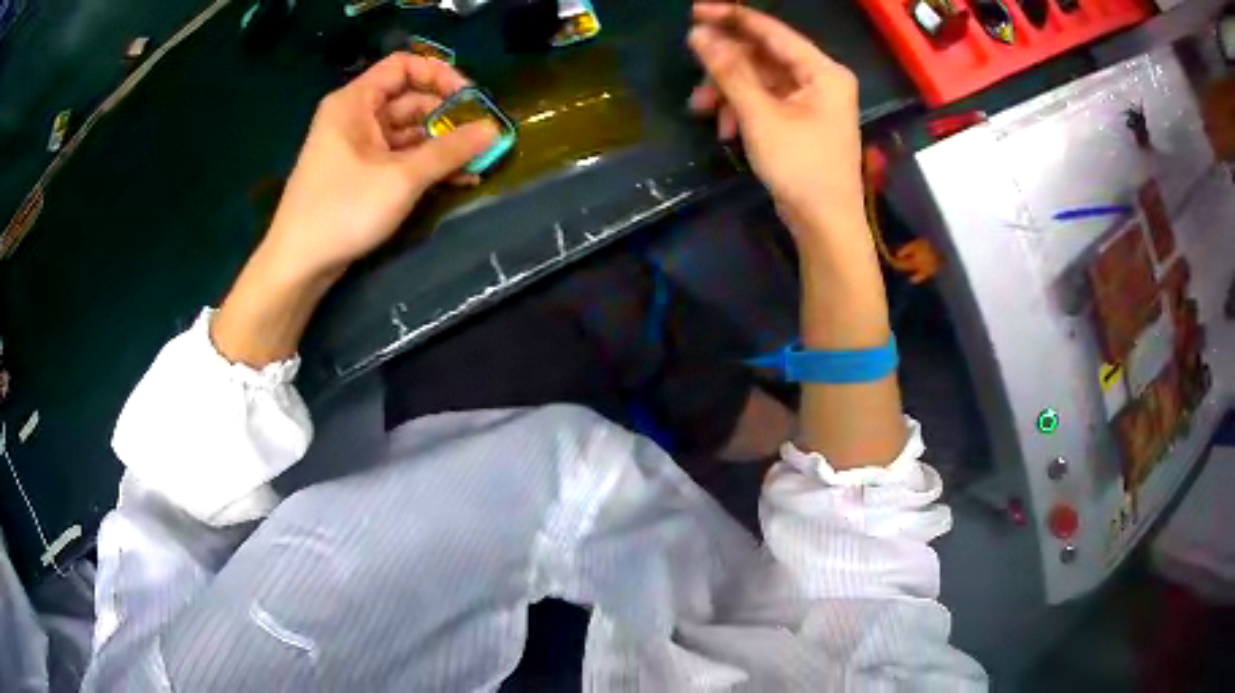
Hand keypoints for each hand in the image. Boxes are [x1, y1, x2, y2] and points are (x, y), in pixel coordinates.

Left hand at [263, 53, 498, 283]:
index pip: (403, 66)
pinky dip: (425, 165)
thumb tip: (494, 130)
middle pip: (410, 100)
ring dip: (442, 146)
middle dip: (448, 117)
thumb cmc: (343, 211)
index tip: (471, 98)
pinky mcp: (360, 174)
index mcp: (355, 102)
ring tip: (477, 163)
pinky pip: (399, 157)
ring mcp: (357, 147)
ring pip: (408, 133)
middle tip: (482, 137)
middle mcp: (355, 117)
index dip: (439, 75)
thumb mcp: (401, 178)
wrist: (298, 266)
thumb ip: (449, 151)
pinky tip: (457, 180)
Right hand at [688, 3, 864, 245]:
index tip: (694, 10)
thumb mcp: (760, 116)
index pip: (772, 31)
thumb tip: (698, 34)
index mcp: (822, 71)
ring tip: (703, 112)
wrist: (825, 225)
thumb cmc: (800, 167)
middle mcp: (820, 79)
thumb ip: (729, 71)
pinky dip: (742, 111)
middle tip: (693, 77)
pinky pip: (765, 102)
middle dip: (725, 69)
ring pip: (759, 81)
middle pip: (763, 57)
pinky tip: (726, 131)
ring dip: (728, 93)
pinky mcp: (800, 121)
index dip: (732, 18)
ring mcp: (811, 101)